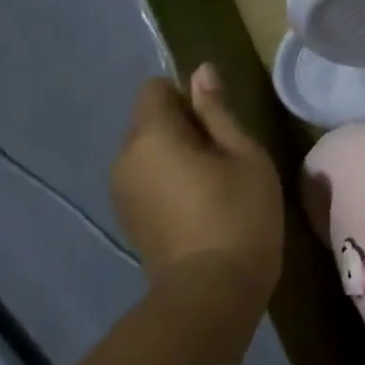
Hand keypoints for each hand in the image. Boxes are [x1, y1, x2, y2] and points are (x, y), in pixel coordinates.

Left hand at [111, 68, 283, 303]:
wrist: (211, 291)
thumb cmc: (238, 213)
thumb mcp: (243, 154)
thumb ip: (217, 111)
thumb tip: (200, 72)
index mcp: (152, 136)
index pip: (153, 89)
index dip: (185, 94)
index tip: (217, 119)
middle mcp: (124, 158)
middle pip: (148, 121)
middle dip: (181, 125)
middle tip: (224, 153)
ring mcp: (121, 192)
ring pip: (147, 152)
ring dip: (175, 154)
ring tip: (214, 180)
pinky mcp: (128, 218)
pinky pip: (145, 179)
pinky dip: (168, 179)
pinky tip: (198, 204)